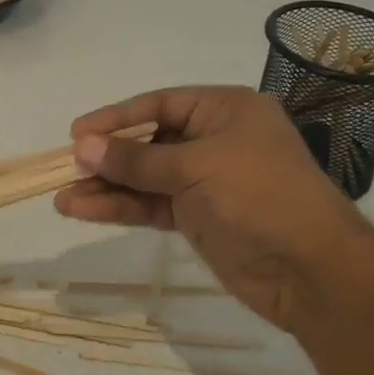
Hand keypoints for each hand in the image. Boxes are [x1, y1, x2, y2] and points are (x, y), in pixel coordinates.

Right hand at [54, 86, 371, 337]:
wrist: (311, 271)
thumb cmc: (257, 195)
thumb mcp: (194, 167)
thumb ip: (136, 160)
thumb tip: (83, 146)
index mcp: (226, 110)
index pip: (162, 103)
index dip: (118, 117)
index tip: (78, 132)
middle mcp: (216, 140)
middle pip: (151, 141)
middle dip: (110, 156)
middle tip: (67, 167)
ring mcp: (208, 182)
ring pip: (147, 178)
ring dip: (108, 187)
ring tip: (62, 197)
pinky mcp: (200, 218)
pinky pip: (153, 206)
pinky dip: (122, 208)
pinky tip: (83, 211)